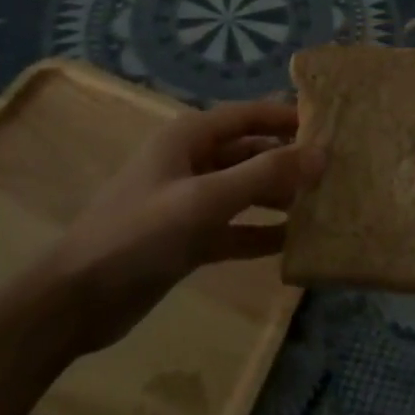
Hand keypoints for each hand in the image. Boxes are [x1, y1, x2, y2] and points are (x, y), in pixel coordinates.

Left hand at [43, 100, 322, 353]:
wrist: (76, 299)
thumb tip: (321, 153)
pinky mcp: (189, 238)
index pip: (249, 115)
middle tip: (337, 171)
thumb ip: (264, 175)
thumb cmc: (139, 234)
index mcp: (189, 138)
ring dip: (279, 197)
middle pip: (251, 152)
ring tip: (325, 205)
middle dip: (289, 160)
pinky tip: (294, 242)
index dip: (287, 117)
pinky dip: (261, 232)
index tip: (331, 126)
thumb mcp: (205, 199)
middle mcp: (192, 162)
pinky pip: (235, 228)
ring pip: (245, 191)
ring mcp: (190, 202)